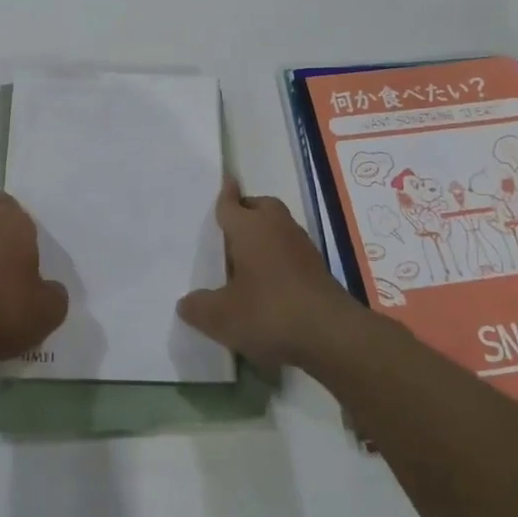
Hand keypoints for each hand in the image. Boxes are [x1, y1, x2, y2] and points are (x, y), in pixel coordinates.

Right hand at [177, 177, 358, 369]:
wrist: (332, 335)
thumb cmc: (270, 313)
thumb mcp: (222, 317)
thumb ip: (198, 308)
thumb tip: (186, 303)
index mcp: (250, 228)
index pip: (231, 204)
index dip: (224, 195)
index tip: (225, 181)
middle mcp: (277, 228)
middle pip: (260, 207)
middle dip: (246, 211)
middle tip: (228, 230)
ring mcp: (302, 247)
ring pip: (278, 228)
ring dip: (264, 236)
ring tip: (245, 260)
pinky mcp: (318, 269)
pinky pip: (290, 251)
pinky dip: (278, 257)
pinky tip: (268, 283)